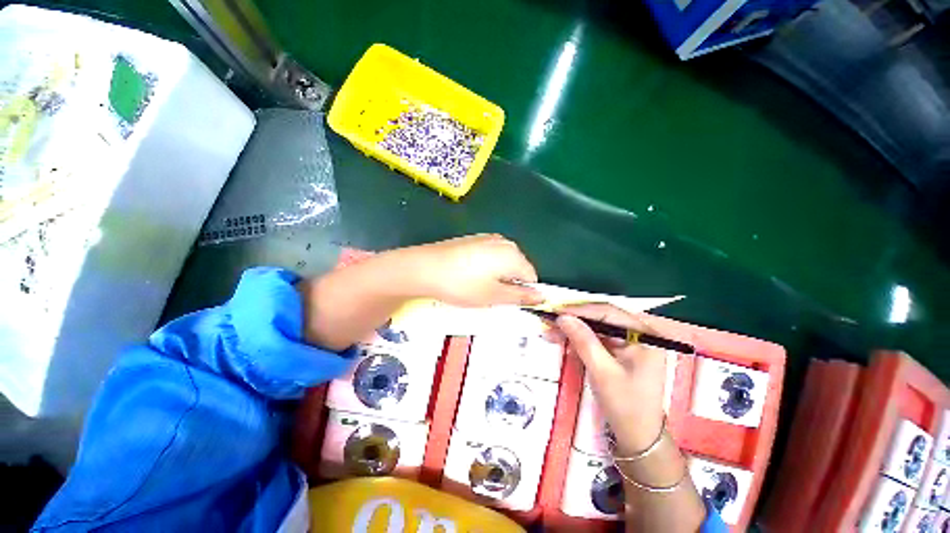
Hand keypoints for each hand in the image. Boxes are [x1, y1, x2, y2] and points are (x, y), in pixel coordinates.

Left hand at [403, 234, 543, 306]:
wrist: (424, 267)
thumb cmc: (462, 284)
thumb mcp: (493, 295)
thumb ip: (520, 296)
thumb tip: (540, 296)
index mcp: (513, 254)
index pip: (531, 277)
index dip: (523, 292)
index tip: (508, 302)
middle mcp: (504, 242)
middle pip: (518, 267)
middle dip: (509, 283)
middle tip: (491, 296)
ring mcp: (488, 238)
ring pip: (503, 262)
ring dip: (497, 276)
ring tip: (478, 287)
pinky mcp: (473, 240)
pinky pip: (489, 256)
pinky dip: (486, 268)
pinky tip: (469, 275)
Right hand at [555, 304, 678, 454]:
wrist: (638, 437)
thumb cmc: (626, 406)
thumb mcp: (602, 372)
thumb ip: (584, 341)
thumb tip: (563, 317)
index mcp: (644, 336)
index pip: (607, 313)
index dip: (579, 310)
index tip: (555, 311)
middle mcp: (638, 334)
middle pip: (601, 318)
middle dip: (574, 320)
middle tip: (549, 322)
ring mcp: (629, 342)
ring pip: (595, 327)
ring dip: (573, 329)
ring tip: (551, 332)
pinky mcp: (619, 351)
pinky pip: (596, 338)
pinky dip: (578, 340)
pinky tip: (563, 341)